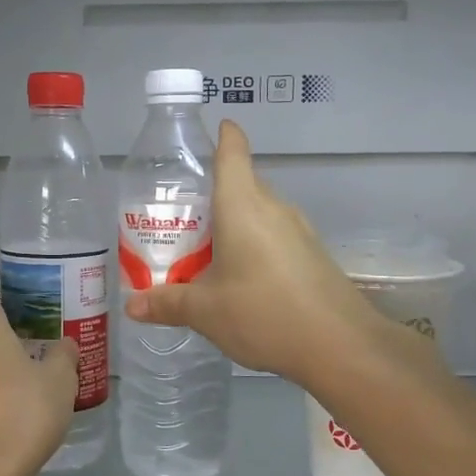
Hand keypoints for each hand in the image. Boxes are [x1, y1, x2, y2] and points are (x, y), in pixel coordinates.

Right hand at [122, 121, 438, 389]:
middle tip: (180, 217)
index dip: (224, 136)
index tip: (214, 130)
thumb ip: (168, 303)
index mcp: (242, 206)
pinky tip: (241, 277)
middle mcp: (273, 208)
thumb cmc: (264, 313)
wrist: (342, 346)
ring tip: (204, 250)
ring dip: (233, 223)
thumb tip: (132, 306)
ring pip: (259, 212)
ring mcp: (298, 231)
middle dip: (212, 194)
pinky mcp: (313, 254)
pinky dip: (253, 244)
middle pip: (242, 184)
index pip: (233, 153)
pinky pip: (274, 236)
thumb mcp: (206, 311)